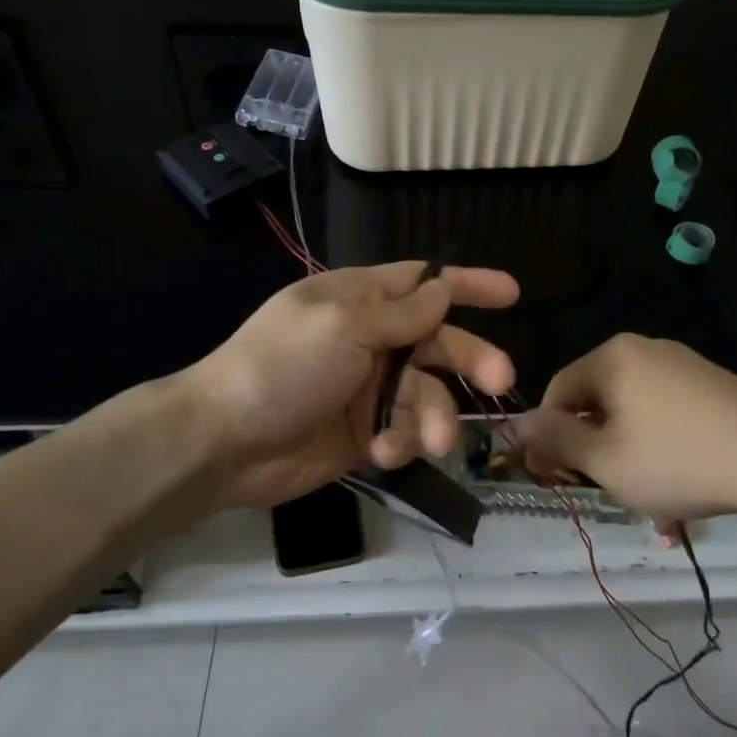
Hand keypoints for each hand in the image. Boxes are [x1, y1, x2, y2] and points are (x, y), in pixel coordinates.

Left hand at [185, 261, 519, 508]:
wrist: (224, 441)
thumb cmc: (283, 366)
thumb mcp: (344, 327)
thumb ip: (401, 314)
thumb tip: (444, 289)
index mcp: (360, 300)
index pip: (424, 283)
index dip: (467, 284)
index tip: (512, 292)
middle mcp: (371, 340)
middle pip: (439, 343)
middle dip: (471, 361)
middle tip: (502, 381)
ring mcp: (368, 389)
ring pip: (427, 396)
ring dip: (434, 418)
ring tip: (432, 443)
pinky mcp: (365, 434)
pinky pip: (403, 433)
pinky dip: (400, 443)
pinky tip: (382, 453)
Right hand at [512, 334, 736, 524]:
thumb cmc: (679, 459)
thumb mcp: (606, 460)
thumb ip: (556, 439)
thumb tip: (517, 425)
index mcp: (613, 356)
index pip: (558, 389)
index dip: (547, 433)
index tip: (551, 473)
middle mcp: (645, 348)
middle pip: (596, 395)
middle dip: (589, 441)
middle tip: (597, 484)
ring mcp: (684, 362)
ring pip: (631, 405)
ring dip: (623, 444)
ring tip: (641, 487)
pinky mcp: (713, 382)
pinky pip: (665, 407)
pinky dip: (657, 438)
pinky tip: (676, 472)